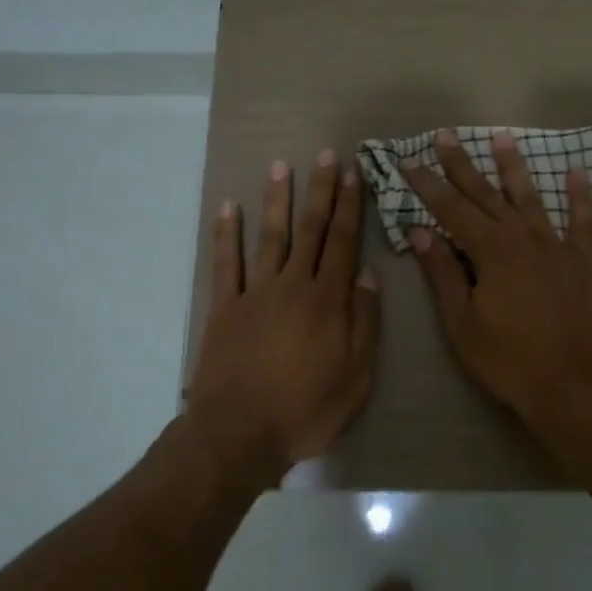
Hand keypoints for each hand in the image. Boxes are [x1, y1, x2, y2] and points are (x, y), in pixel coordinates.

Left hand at [185, 150, 381, 481]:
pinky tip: (228, 207)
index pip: (342, 242)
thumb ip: (364, 322)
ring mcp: (255, 293)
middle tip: (326, 155)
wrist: (239, 434)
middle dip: (320, 190)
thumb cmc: (306, 409)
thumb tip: (367, 274)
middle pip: (310, 230)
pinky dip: (226, 233)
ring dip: (277, 200)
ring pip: (270, 236)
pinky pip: (225, 262)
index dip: (349, 206)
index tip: (354, 174)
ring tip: (281, 166)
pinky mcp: (224, 307)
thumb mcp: (356, 375)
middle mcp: (293, 285)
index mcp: (328, 301)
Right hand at [401, 128, 591, 426]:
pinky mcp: (583, 262)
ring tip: (501, 137)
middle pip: (486, 194)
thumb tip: (420, 232)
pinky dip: (580, 196)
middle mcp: (523, 238)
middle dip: (462, 164)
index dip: (427, 184)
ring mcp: (556, 247)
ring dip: (513, 167)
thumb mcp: (462, 322)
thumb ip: (442, 273)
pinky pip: (583, 222)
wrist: (571, 386)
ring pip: (530, 198)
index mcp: (491, 251)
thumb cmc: (507, 359)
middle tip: (445, 135)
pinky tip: (577, 172)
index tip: (408, 161)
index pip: (451, 209)